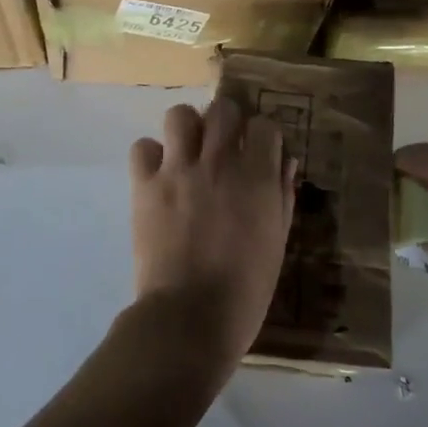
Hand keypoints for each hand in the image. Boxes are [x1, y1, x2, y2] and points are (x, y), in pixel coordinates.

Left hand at [129, 99, 295, 374]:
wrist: (189, 317)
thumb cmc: (246, 289)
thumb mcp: (277, 243)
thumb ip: (282, 196)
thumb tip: (285, 162)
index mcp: (258, 177)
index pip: (265, 125)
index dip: (262, 137)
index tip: (259, 153)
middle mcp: (219, 162)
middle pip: (223, 109)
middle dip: (227, 122)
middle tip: (223, 146)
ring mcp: (178, 170)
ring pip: (180, 116)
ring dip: (187, 130)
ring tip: (188, 153)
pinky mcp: (145, 185)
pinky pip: (143, 147)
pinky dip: (151, 157)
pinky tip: (159, 176)